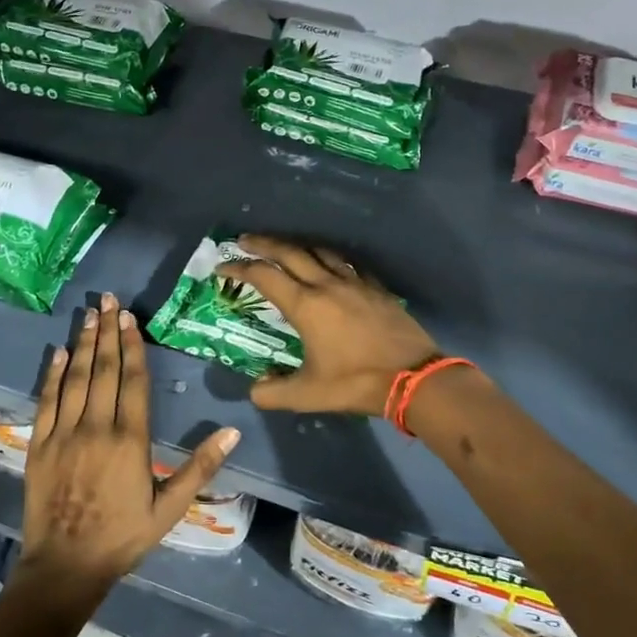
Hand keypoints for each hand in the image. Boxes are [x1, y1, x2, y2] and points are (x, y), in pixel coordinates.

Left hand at [16, 293, 239, 600]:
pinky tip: (58, 351)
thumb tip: (232, 433)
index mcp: (131, 440)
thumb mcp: (170, 508)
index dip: (133, 347)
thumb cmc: (124, 537)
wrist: (66, 566)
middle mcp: (97, 427)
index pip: (134, 381)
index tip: (131, 318)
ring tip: (88, 314)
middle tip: (109, 300)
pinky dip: (52, 374)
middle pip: (103, 370)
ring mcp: (64, 434)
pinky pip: (47, 400)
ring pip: (75, 378)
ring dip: (82, 343)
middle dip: (107, 332)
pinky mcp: (40, 444)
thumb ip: (200, 468)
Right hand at [217, 235, 439, 416]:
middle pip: (289, 253)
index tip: (223, 267)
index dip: (239, 269)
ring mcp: (355, 283)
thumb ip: (273, 392)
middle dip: (263, 244)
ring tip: (285, 247)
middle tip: (244, 240)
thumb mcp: (308, 395)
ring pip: (320, 252)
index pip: (264, 277)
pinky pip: (348, 264)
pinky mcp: (376, 288)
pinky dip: (331, 259)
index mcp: (305, 306)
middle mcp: (326, 285)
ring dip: (297, 246)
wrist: (413, 377)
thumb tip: (254, 389)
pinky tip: (331, 264)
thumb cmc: (356, 383)